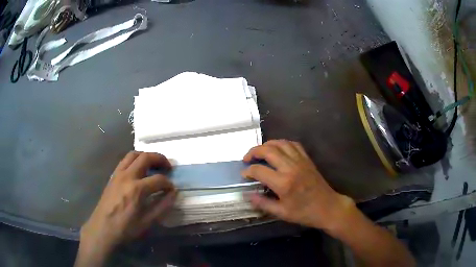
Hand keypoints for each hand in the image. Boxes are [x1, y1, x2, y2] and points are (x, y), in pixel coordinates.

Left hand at [77, 152, 175, 265]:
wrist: (103, 228)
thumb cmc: (126, 228)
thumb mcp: (147, 222)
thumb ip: (162, 206)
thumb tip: (174, 193)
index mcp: (137, 189)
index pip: (158, 179)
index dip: (168, 183)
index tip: (172, 189)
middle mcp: (127, 176)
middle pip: (145, 157)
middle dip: (160, 159)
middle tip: (167, 167)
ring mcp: (118, 174)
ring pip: (133, 154)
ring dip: (146, 156)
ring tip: (153, 164)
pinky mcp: (113, 176)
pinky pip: (125, 160)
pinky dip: (135, 160)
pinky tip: (138, 170)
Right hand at [242, 140, 353, 232]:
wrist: (328, 207)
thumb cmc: (304, 213)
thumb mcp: (281, 213)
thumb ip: (262, 203)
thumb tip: (247, 195)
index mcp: (283, 183)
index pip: (259, 170)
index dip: (248, 171)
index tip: (244, 174)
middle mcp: (291, 167)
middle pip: (268, 150)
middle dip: (253, 152)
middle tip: (247, 158)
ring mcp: (300, 161)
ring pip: (280, 143)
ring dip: (267, 144)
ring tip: (260, 152)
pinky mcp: (307, 159)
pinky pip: (293, 144)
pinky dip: (282, 143)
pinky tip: (278, 149)